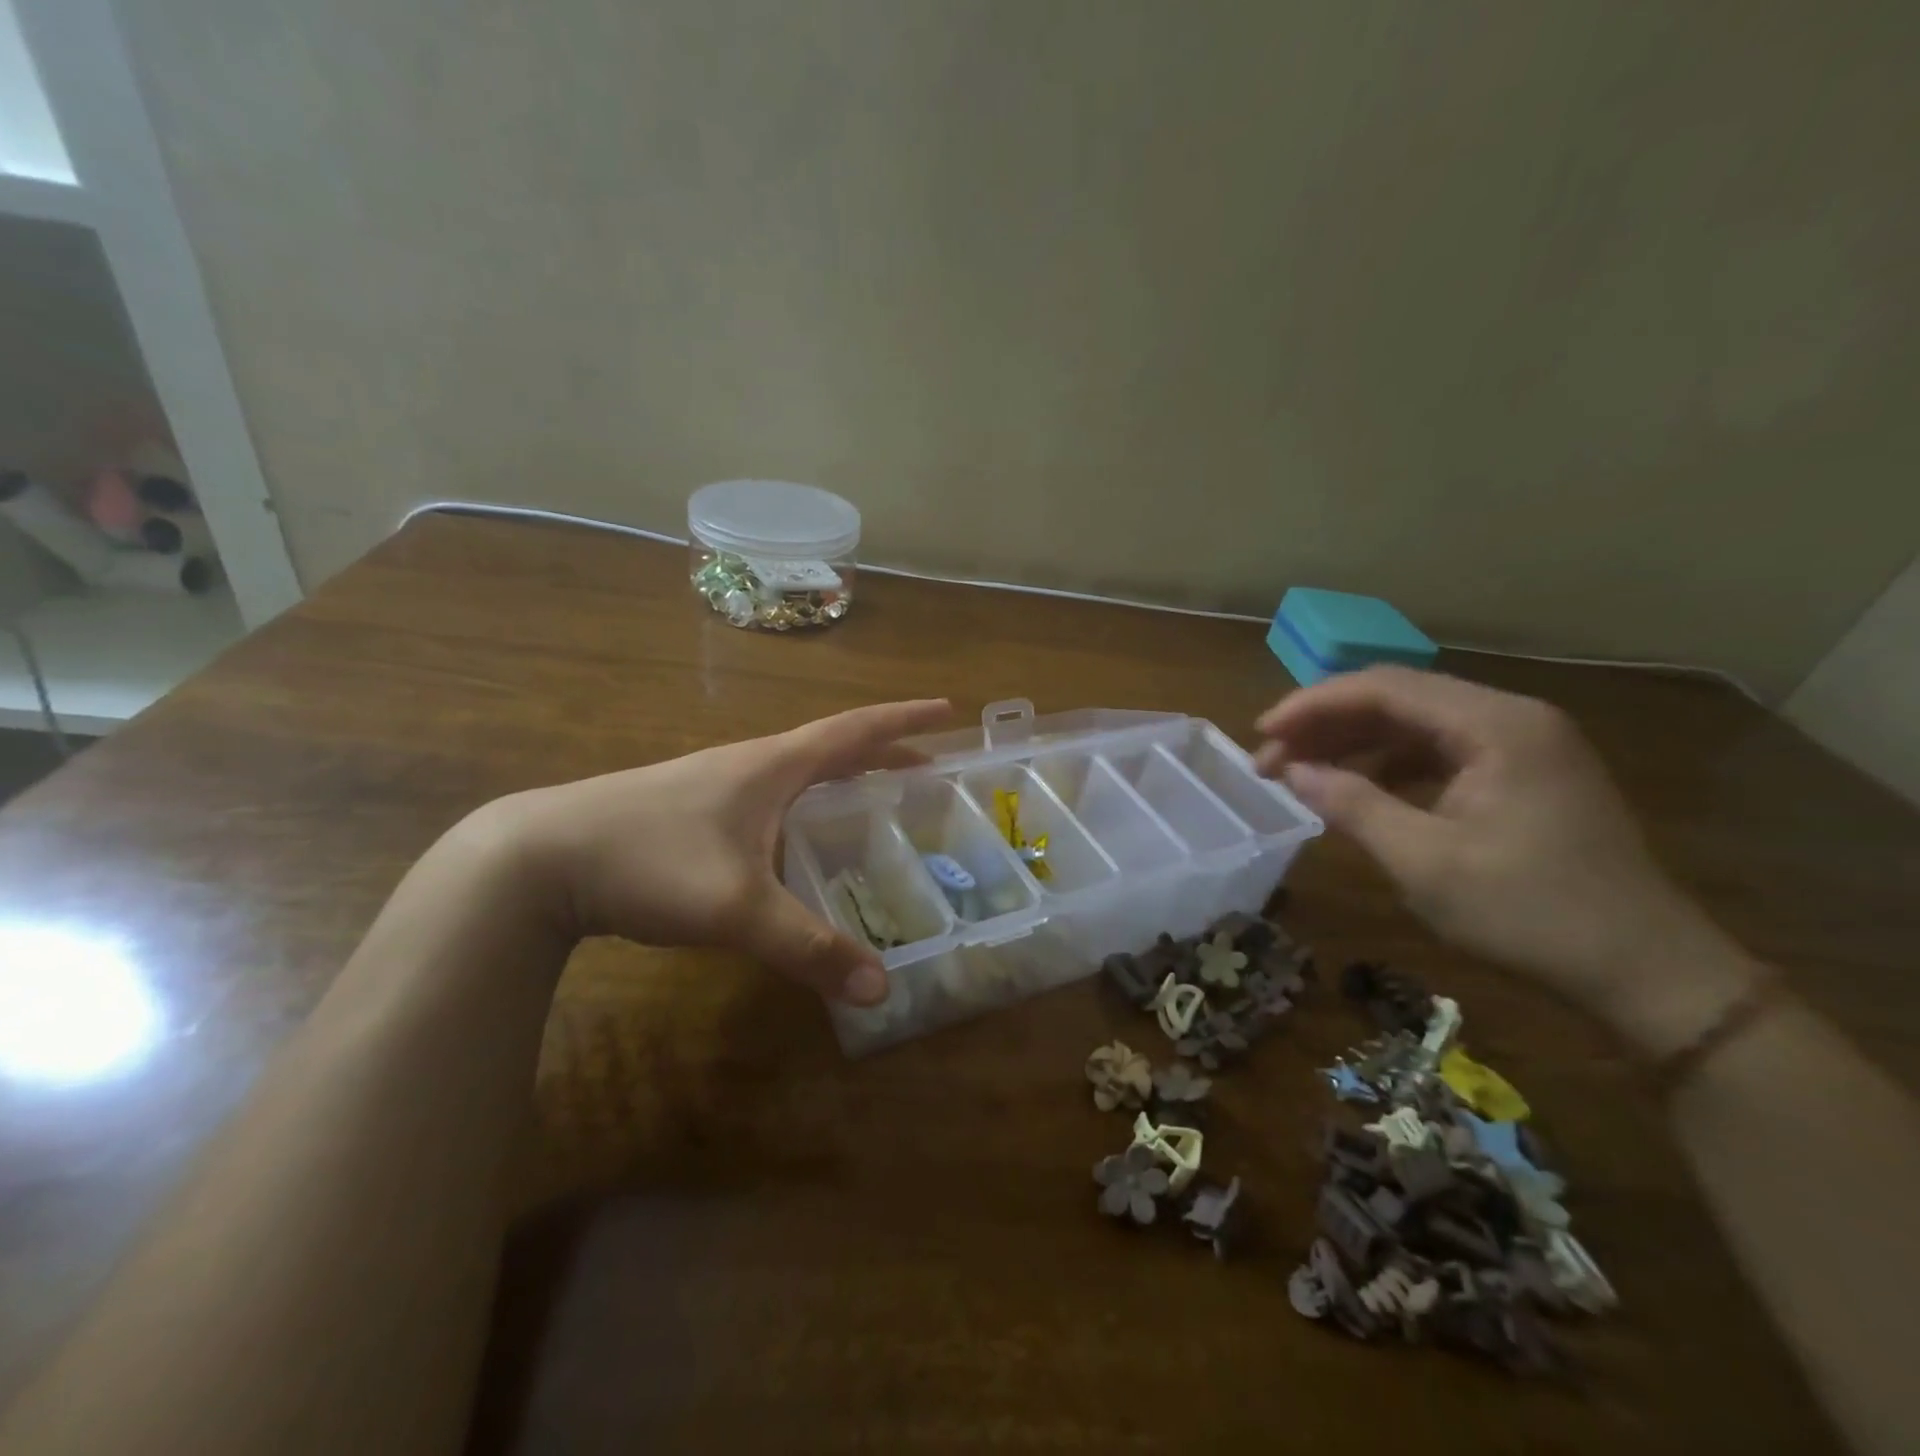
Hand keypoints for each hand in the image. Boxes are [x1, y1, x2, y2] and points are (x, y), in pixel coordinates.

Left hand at [489, 699, 951, 1005]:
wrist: (539, 857)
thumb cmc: (649, 861)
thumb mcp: (737, 908)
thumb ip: (809, 948)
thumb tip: (880, 989)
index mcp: (774, 766)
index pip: (856, 730)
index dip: (905, 721)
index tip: (948, 712)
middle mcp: (751, 764)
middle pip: (833, 747)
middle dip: (885, 752)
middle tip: (927, 767)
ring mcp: (718, 784)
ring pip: (798, 771)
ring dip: (843, 775)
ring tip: (874, 797)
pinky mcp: (693, 809)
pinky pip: (771, 795)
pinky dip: (806, 802)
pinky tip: (798, 837)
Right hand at [1252, 668, 1755, 1040]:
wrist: (1647, 971)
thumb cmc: (1530, 913)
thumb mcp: (1425, 862)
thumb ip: (1352, 805)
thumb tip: (1292, 772)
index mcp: (1495, 725)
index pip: (1384, 688)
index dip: (1312, 705)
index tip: (1261, 733)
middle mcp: (1511, 717)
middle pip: (1398, 697)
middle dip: (1326, 723)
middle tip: (1271, 757)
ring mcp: (1522, 744)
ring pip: (1415, 723)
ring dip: (1353, 742)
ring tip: (1301, 771)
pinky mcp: (1523, 773)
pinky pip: (1439, 750)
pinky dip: (1389, 764)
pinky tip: (1358, 788)